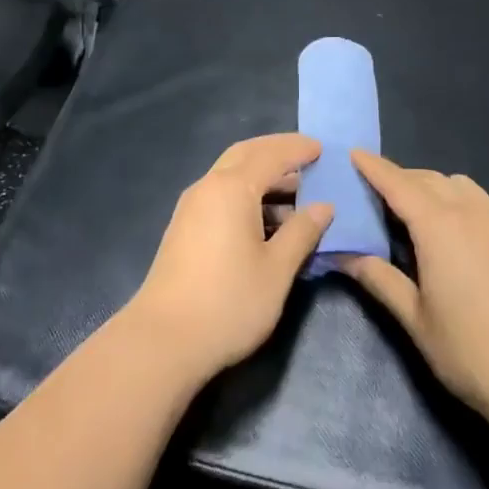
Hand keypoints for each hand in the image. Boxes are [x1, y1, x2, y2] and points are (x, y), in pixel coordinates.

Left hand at [124, 134, 333, 383]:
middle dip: (277, 152)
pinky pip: (221, 195)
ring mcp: (192, 206)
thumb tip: (323, 207)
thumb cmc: (229, 302)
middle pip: (245, 155)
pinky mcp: (185, 227)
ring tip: (296, 197)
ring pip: (231, 175)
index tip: (322, 149)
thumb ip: (302, 232)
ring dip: (262, 176)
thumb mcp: (277, 269)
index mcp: (232, 188)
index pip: (271, 155)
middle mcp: (208, 186)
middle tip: (308, 159)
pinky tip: (267, 221)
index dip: (298, 149)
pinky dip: (247, 195)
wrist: (164, 339)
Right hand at [339, 151, 488, 424]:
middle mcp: (470, 212)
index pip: (398, 184)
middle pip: (427, 178)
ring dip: (431, 186)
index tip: (353, 153)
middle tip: (374, 193)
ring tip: (414, 212)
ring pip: (458, 184)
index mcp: (439, 227)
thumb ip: (379, 279)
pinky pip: (481, 201)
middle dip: (399, 178)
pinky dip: (458, 199)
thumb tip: (344, 255)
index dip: (373, 167)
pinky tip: (453, 231)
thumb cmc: (471, 352)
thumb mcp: (415, 319)